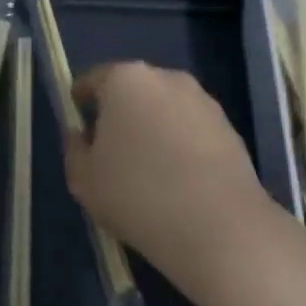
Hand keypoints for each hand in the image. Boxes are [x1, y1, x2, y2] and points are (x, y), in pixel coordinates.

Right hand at [64, 61, 277, 290]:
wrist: (219, 228)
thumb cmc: (137, 194)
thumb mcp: (84, 179)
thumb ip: (74, 149)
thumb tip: (82, 134)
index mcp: (124, 80)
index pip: (92, 80)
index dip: (81, 103)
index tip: (78, 129)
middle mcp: (166, 78)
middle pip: (132, 90)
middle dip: (119, 114)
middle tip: (110, 151)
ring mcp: (203, 101)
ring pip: (165, 109)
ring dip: (153, 128)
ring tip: (147, 170)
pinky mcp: (230, 128)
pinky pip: (191, 130)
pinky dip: (180, 145)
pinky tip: (177, 181)